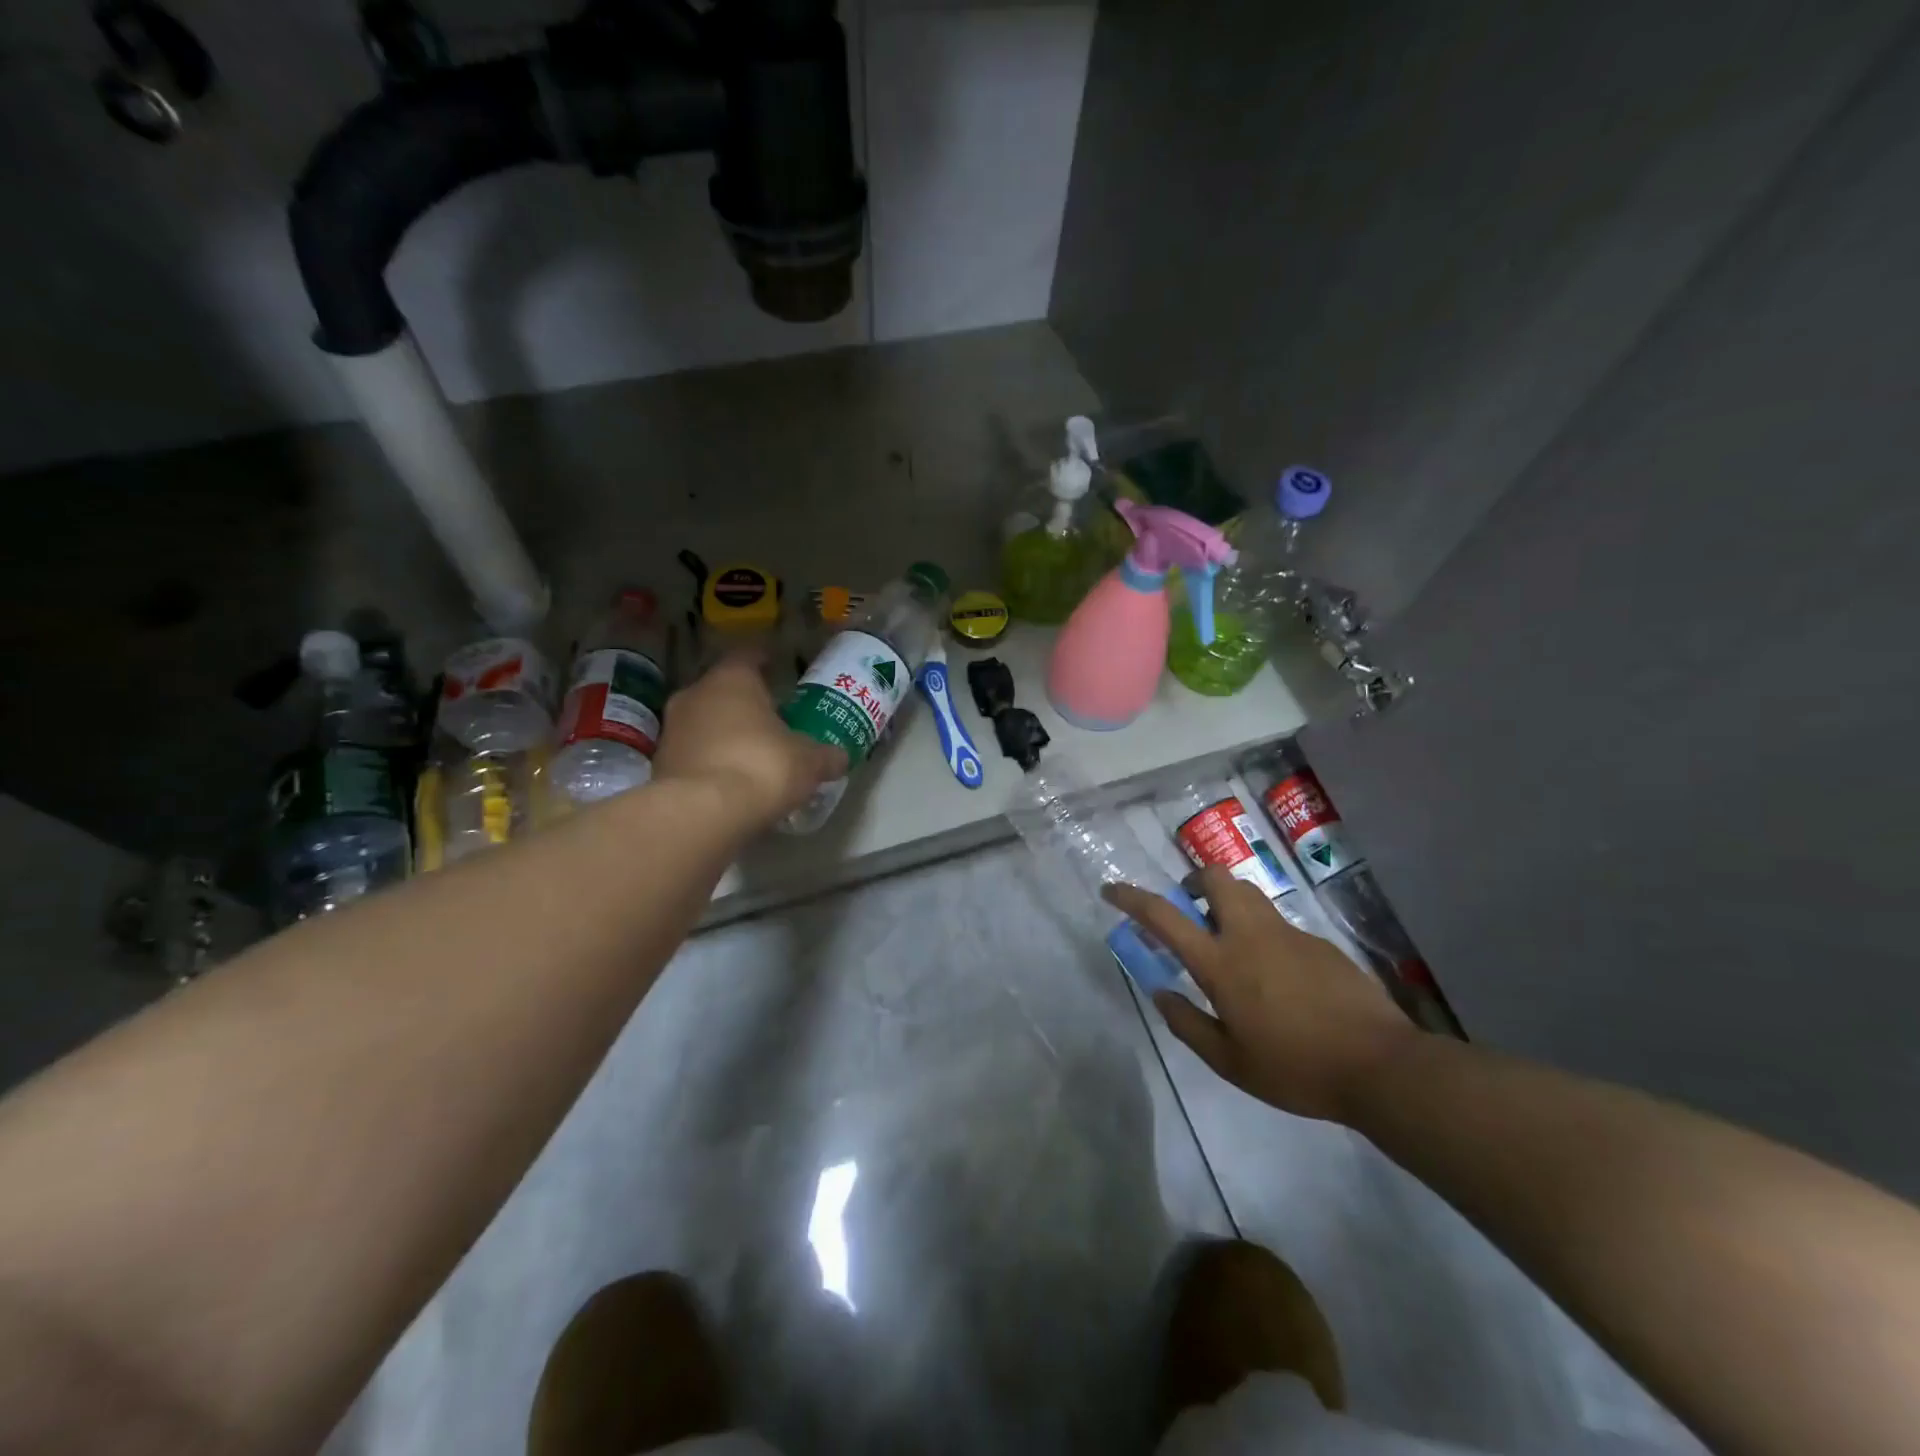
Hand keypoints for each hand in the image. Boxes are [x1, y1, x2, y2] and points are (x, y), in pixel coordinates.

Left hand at [651, 652, 847, 829]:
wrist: (702, 813)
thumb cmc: (762, 766)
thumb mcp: (808, 761)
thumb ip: (825, 756)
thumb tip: (840, 757)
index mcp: (732, 680)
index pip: (747, 656)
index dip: (764, 661)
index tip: (778, 668)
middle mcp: (695, 695)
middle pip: (723, 690)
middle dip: (745, 703)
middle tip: (772, 719)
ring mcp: (672, 730)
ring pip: (704, 722)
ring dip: (725, 734)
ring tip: (752, 754)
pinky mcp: (661, 765)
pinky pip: (693, 754)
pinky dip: (711, 762)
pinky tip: (731, 781)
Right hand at [1105, 869, 1416, 1122]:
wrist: (1380, 1066)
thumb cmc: (1296, 1068)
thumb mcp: (1230, 1062)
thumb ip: (1188, 1024)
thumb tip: (1161, 994)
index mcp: (1220, 963)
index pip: (1165, 916)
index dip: (1132, 898)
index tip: (1112, 890)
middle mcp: (1250, 935)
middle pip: (1215, 878)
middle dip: (1193, 881)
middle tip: (1189, 908)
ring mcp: (1288, 933)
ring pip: (1248, 893)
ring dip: (1227, 901)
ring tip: (1227, 940)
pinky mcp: (1317, 942)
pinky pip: (1277, 923)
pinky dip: (1260, 932)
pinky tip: (1275, 976)